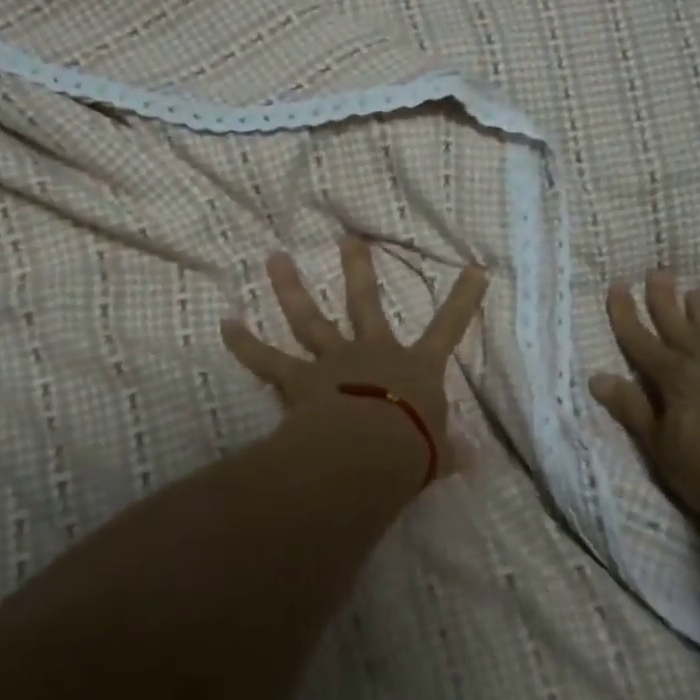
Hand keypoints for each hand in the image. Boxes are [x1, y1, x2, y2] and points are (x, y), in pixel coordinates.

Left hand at [222, 238, 487, 481]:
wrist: (369, 454)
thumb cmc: (411, 451)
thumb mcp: (438, 454)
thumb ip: (449, 451)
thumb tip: (474, 461)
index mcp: (414, 368)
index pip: (448, 328)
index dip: (463, 300)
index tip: (475, 269)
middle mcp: (373, 352)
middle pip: (364, 302)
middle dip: (357, 269)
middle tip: (346, 238)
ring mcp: (334, 361)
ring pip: (310, 318)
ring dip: (290, 287)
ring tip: (275, 257)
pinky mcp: (300, 379)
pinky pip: (266, 360)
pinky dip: (243, 343)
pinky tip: (224, 323)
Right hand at [590, 273, 699, 550]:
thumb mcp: (659, 446)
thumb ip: (632, 408)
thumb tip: (598, 377)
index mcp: (674, 379)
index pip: (640, 340)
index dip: (626, 313)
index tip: (617, 284)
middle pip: (678, 327)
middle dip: (664, 300)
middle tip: (658, 271)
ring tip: (698, 291)